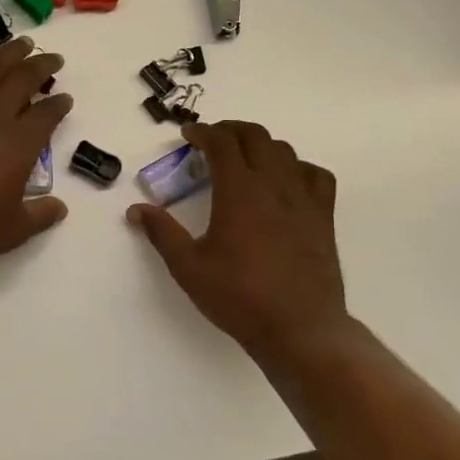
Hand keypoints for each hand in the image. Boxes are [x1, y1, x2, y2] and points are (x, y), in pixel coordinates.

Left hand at [0, 32, 71, 277]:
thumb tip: (60, 207)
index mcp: (19, 145)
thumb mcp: (12, 231)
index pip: (47, 115)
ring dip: (9, 53)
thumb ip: (40, 215)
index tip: (66, 100)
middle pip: (23, 80)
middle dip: (42, 66)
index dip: (59, 105)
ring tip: (23, 42)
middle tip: (53, 59)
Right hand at [127, 120, 356, 358]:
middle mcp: (273, 185)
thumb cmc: (239, 297)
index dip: (203, 132)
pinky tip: (286, 182)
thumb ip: (162, 233)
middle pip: (255, 137)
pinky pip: (315, 176)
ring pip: (285, 152)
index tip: (188, 136)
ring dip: (261, 146)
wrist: (299, 328)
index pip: (222, 143)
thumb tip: (135, 210)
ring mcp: (303, 199)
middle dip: (231, 130)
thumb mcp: (188, 267)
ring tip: (244, 158)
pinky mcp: (323, 217)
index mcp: (239, 191)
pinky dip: (297, 168)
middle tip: (212, 140)